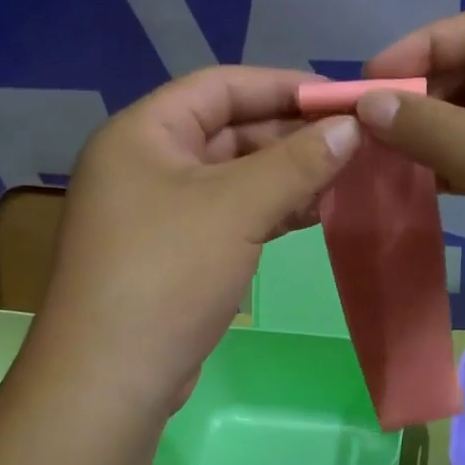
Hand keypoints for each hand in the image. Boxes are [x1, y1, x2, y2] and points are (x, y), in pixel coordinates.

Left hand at [31, 66, 360, 411]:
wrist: (111, 378)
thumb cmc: (168, 273)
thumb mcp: (238, 207)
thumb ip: (297, 161)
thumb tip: (352, 126)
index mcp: (142, 133)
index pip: (220, 86)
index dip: (282, 86)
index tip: (340, 99)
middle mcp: (145, 163)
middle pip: (228, 130)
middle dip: (291, 135)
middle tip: (353, 142)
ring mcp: (158, 211)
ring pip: (233, 176)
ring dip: (287, 175)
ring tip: (345, 177)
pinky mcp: (174, 253)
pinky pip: (229, 214)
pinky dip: (270, 210)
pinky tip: (314, 213)